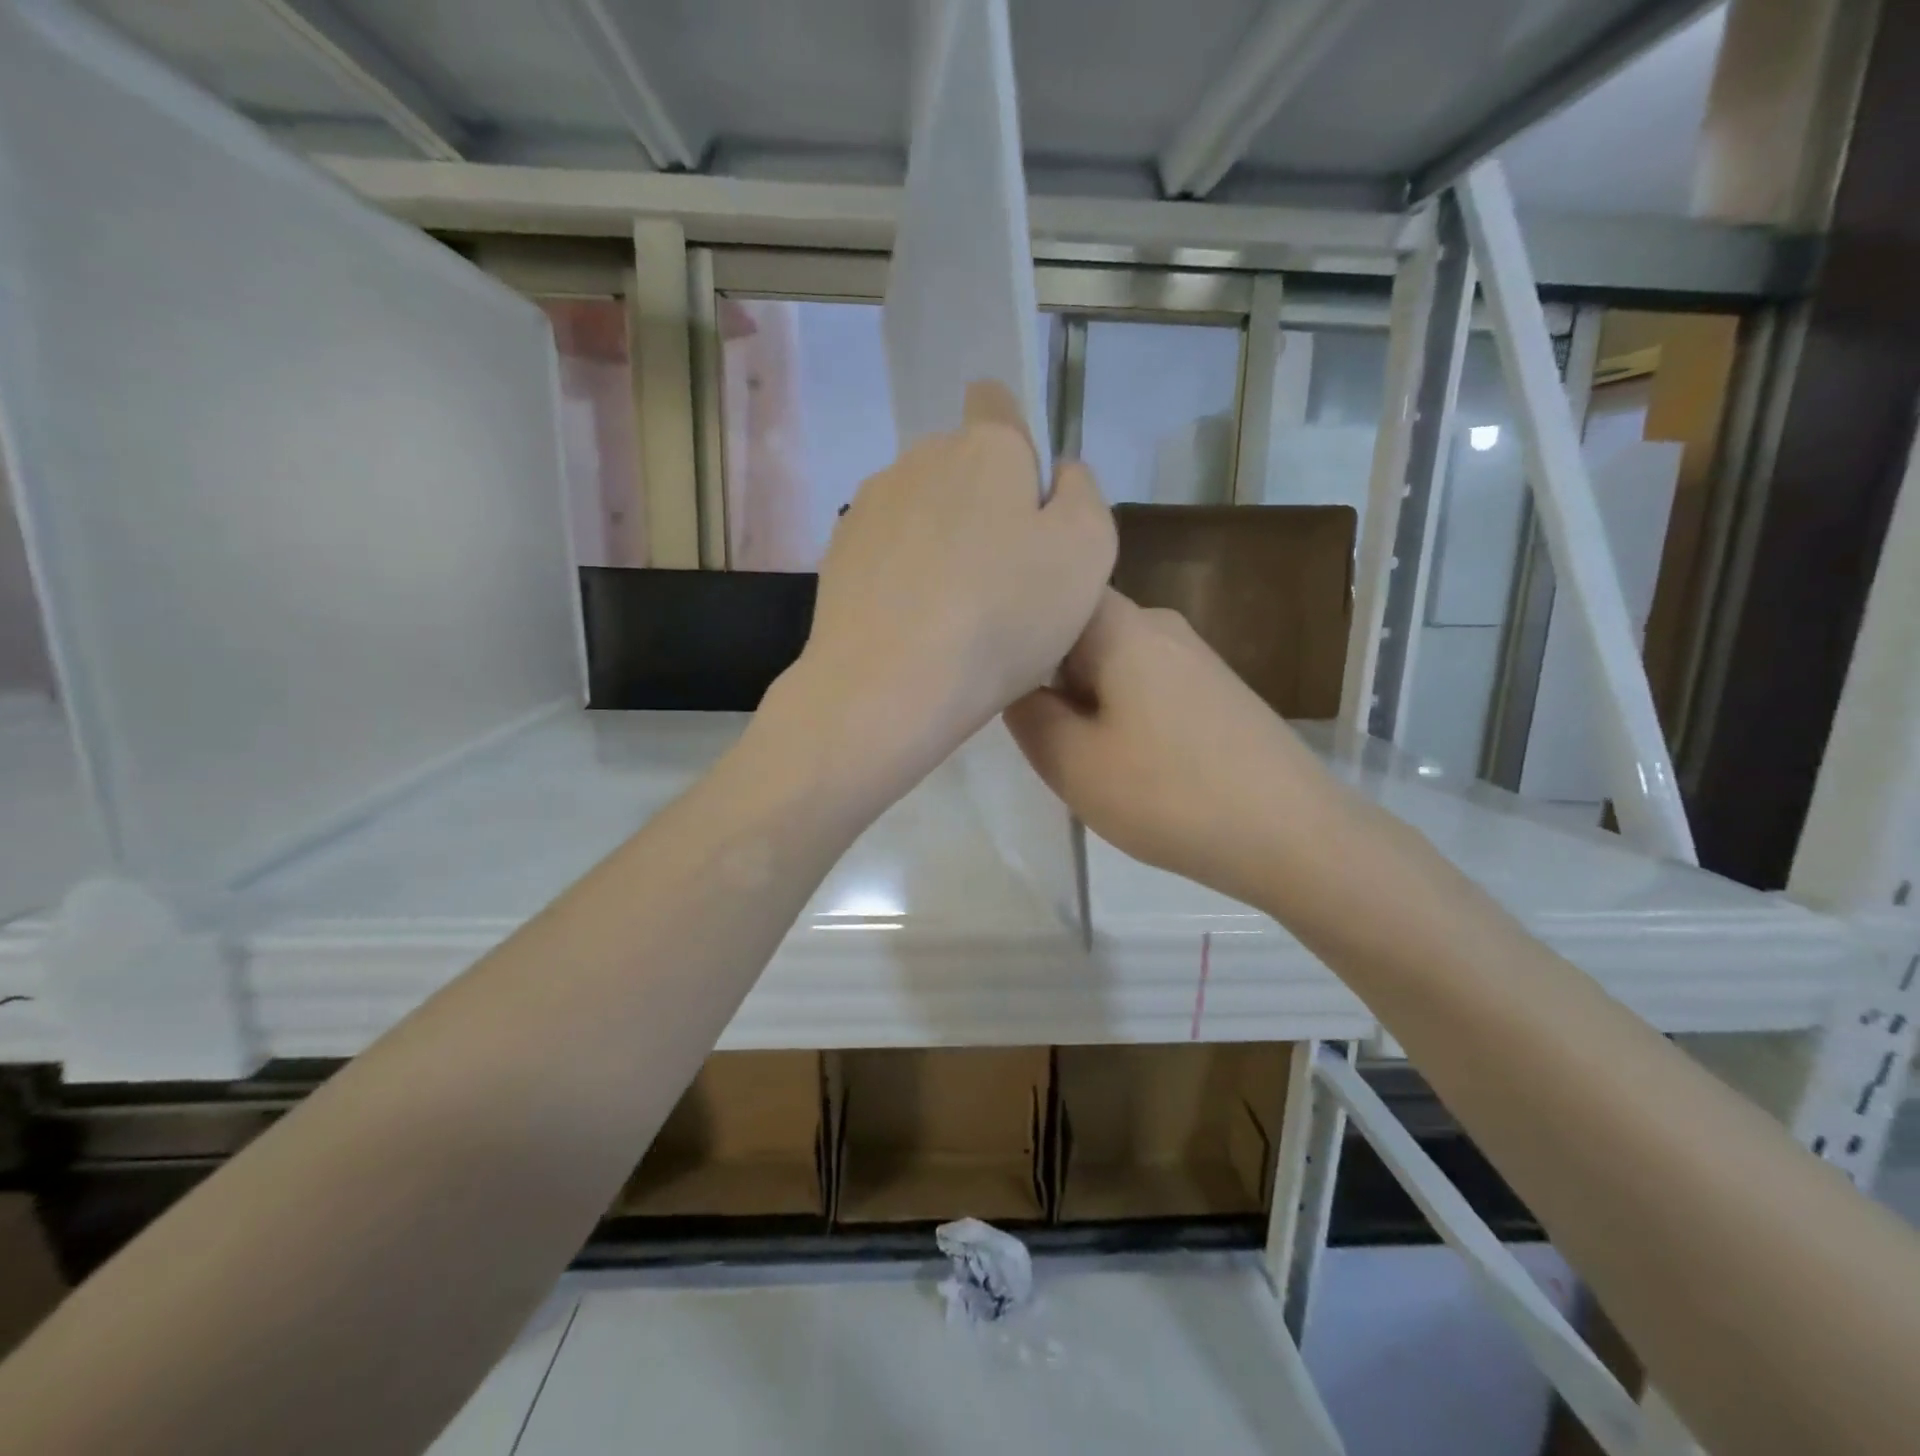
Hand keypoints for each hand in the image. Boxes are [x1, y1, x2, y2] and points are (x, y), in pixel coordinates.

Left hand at [768, 381, 1114, 798]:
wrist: (888, 686)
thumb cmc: (1002, 618)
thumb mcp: (1086, 554)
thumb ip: (1082, 495)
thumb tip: (1059, 473)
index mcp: (986, 448)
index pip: (996, 401)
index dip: (1015, 439)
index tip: (1023, 498)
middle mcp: (920, 458)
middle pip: (960, 465)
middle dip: (983, 503)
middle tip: (1002, 576)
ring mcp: (870, 506)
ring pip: (920, 508)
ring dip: (940, 539)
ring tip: (953, 608)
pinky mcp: (838, 553)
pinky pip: (885, 547)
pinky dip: (902, 571)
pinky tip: (913, 621)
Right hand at [1005, 589, 1343, 910]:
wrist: (1293, 836)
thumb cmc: (1169, 794)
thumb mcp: (1071, 762)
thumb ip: (1025, 714)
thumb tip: (1015, 685)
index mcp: (1122, 626)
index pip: (1051, 593)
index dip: (1017, 627)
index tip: (995, 671)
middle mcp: (1161, 624)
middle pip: (1081, 629)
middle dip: (1050, 674)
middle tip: (1039, 730)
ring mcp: (1195, 656)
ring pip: (1113, 661)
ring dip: (1086, 698)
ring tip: (1083, 752)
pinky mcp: (1216, 689)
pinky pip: (1147, 684)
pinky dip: (1123, 712)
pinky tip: (1132, 760)